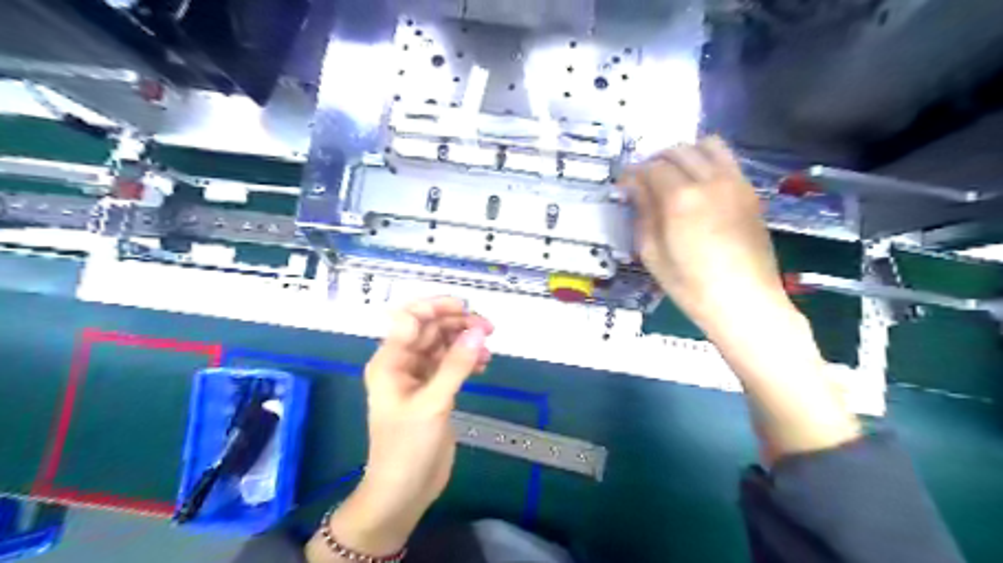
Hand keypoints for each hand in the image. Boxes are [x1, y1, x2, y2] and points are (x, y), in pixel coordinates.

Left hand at [306, 296, 492, 559]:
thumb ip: (456, 365)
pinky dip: (466, 360)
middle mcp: (402, 363)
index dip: (435, 307)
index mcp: (390, 361)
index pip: (409, 319)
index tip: (465, 309)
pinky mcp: (433, 390)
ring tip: (488, 347)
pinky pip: (450, 364)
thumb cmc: (408, 446)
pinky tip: (483, 364)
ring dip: (464, 341)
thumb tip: (478, 332)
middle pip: (430, 329)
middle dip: (457, 324)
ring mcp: (419, 377)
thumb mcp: (433, 403)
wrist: (404, 491)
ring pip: (443, 345)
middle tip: (488, 328)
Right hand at [621, 135, 791, 331]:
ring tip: (674, 175)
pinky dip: (708, 162)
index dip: (633, 174)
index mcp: (680, 198)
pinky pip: (728, 160)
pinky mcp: (750, 192)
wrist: (745, 303)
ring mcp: (735, 183)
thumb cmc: (691, 286)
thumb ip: (643, 213)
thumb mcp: (653, 254)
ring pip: (708, 145)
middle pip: (678, 150)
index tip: (624, 186)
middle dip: (656, 160)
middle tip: (644, 180)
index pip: (651, 168)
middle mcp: (710, 180)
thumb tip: (634, 187)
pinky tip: (699, 185)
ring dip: (685, 154)